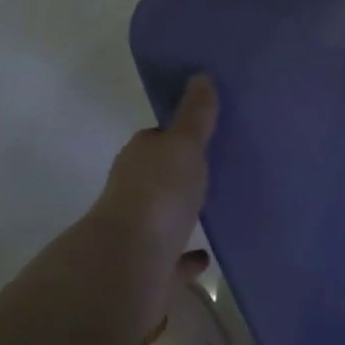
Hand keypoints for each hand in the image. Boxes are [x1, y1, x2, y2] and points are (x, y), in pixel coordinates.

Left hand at [90, 75, 218, 316]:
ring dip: (182, 212)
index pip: (156, 139)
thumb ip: (195, 114)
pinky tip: (206, 256)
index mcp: (140, 157)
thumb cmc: (159, 193)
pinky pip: (173, 259)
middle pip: (158, 176)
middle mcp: (133, 191)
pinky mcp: (149, 269)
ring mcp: (139, 232)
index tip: (201, 134)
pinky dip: (187, 257)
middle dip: (179, 173)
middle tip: (213, 168)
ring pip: (163, 216)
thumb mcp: (184, 144)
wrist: (130, 265)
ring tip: (214, 208)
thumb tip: (200, 75)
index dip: (176, 136)